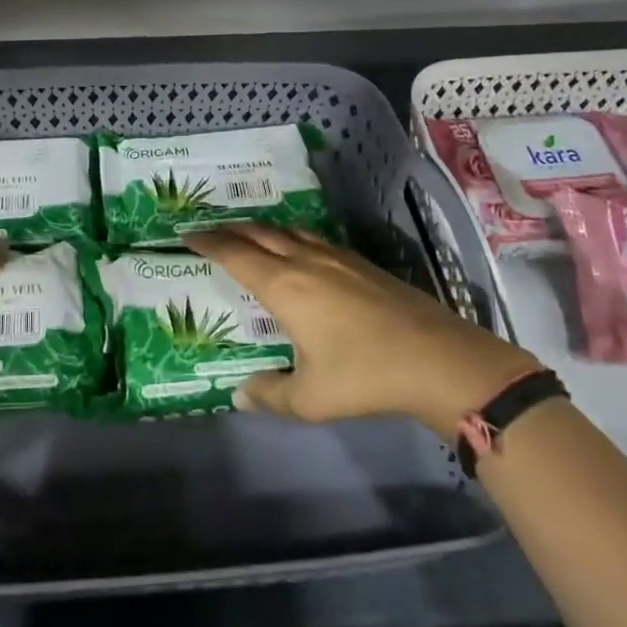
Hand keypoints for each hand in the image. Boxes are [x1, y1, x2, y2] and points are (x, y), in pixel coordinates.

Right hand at [184, 222, 538, 429]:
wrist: (438, 359)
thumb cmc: (365, 376)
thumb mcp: (310, 397)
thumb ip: (269, 394)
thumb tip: (239, 393)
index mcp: (284, 285)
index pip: (235, 253)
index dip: (208, 242)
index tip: (187, 234)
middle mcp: (305, 261)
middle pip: (259, 233)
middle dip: (230, 229)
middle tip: (209, 230)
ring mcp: (337, 258)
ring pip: (289, 231)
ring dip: (262, 229)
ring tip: (248, 235)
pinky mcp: (362, 263)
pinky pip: (313, 238)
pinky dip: (291, 237)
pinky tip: (299, 250)